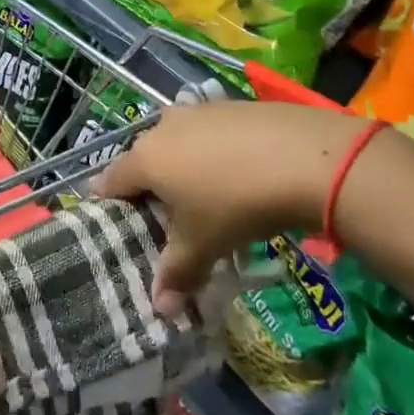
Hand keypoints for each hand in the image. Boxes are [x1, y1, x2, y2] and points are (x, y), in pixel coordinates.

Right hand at [92, 101, 369, 317]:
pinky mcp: (229, 105)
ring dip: (183, 165)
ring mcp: (197, 111)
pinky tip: (238, 171)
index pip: (110, 179)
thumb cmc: (236, 203)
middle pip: (144, 159)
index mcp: (145, 159)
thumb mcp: (205, 244)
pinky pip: (208, 132)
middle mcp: (163, 128)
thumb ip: (177, 273)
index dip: (108, 201)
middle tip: (167, 216)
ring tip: (205, 195)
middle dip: (150, 185)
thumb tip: (160, 309)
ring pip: (176, 142)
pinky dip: (213, 151)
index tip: (114, 218)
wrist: (305, 157)